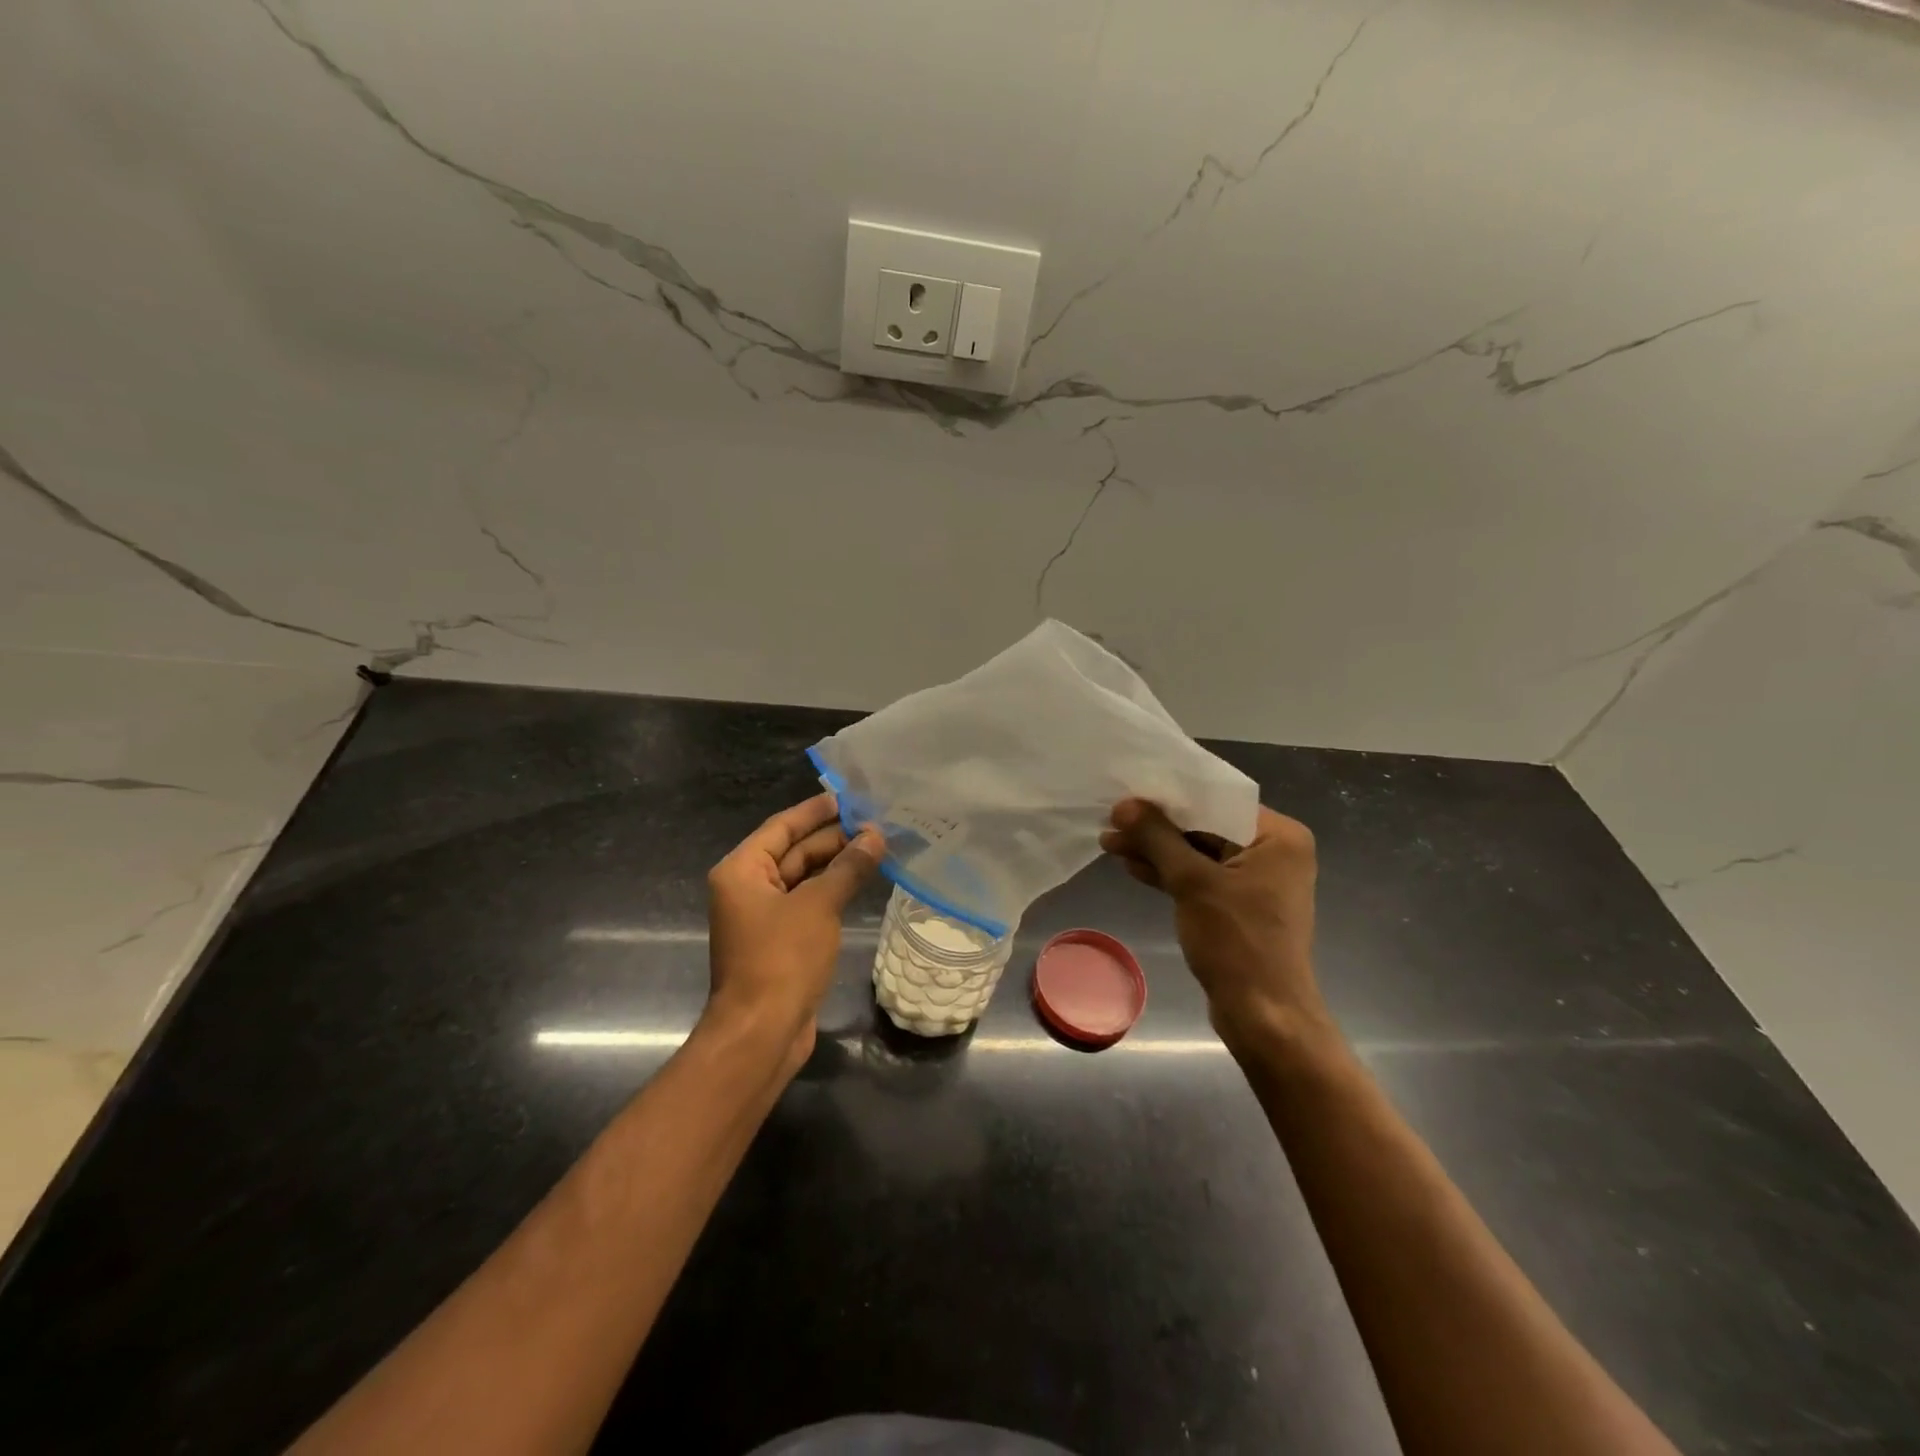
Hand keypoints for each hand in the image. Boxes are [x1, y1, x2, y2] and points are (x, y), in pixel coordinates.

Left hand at [705, 792, 883, 1067]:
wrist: (762, 1033)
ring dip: (837, 865)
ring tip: (878, 847)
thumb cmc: (782, 959)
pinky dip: (833, 891)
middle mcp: (748, 889)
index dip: (815, 811)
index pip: (781, 827)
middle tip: (875, 823)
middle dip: (833, 838)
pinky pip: (809, 903)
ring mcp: (764, 917)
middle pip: (794, 852)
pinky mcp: (781, 941)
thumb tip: (875, 836)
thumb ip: (848, 867)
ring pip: (804, 879)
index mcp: (742, 871)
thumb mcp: (818, 905)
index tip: (847, 797)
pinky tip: (862, 882)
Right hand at [1100, 799, 1330, 1050]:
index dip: (1169, 798)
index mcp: (1278, 836)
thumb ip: (1157, 838)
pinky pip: (1201, 877)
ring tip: (1110, 843)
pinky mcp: (1240, 905)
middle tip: (1111, 820)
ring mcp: (1258, 880)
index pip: (1216, 801)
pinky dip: (1170, 873)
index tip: (1127, 794)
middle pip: (1206, 827)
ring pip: (1199, 853)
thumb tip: (1123, 804)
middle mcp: (1274, 851)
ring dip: (1157, 850)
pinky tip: (1133, 866)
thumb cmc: (1237, 942)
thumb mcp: (1192, 882)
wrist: (1264, 1016)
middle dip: (1157, 828)